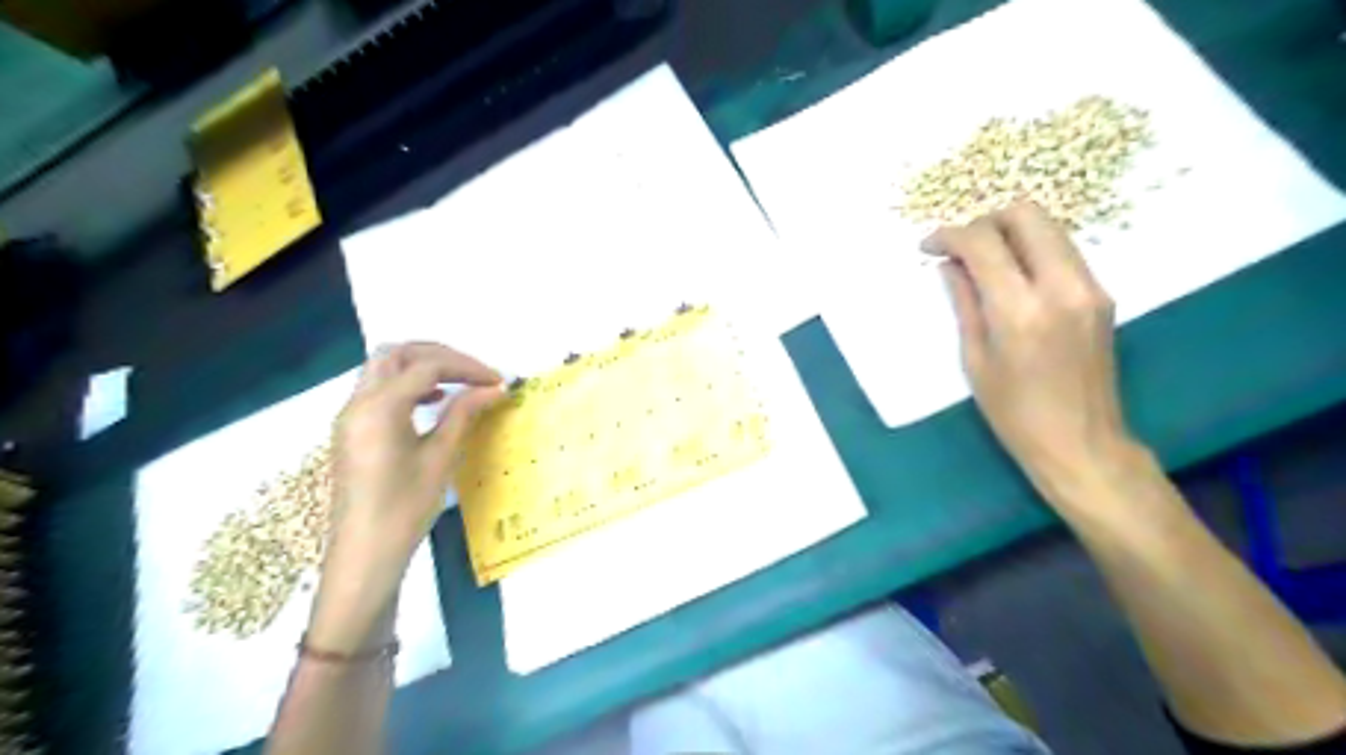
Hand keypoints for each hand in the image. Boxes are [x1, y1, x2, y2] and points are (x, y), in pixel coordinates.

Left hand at [306, 345, 504, 651]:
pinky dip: (406, 384)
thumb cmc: (404, 509)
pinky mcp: (352, 430)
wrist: (363, 554)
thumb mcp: (439, 458)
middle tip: (475, 372)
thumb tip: (494, 388)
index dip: (467, 367)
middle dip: (439, 354)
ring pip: (383, 368)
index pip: (426, 367)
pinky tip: (433, 401)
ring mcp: (351, 416)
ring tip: (458, 382)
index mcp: (379, 408)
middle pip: (396, 353)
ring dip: (421, 366)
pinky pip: (377, 389)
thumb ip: (464, 414)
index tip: (498, 381)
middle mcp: (358, 403)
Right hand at [940, 204, 1131, 493]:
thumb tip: (949, 265)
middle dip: (985, 221)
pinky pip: (1062, 251)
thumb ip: (964, 303)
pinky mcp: (1101, 294)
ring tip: (981, 262)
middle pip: (1026, 215)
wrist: (1081, 442)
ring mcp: (1089, 287)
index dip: (949, 236)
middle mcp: (1061, 287)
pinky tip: (1011, 277)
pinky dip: (1031, 250)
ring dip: (1010, 233)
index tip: (928, 247)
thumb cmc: (1014, 413)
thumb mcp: (975, 360)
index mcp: (1020, 310)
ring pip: (1049, 228)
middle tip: (960, 247)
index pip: (984, 242)